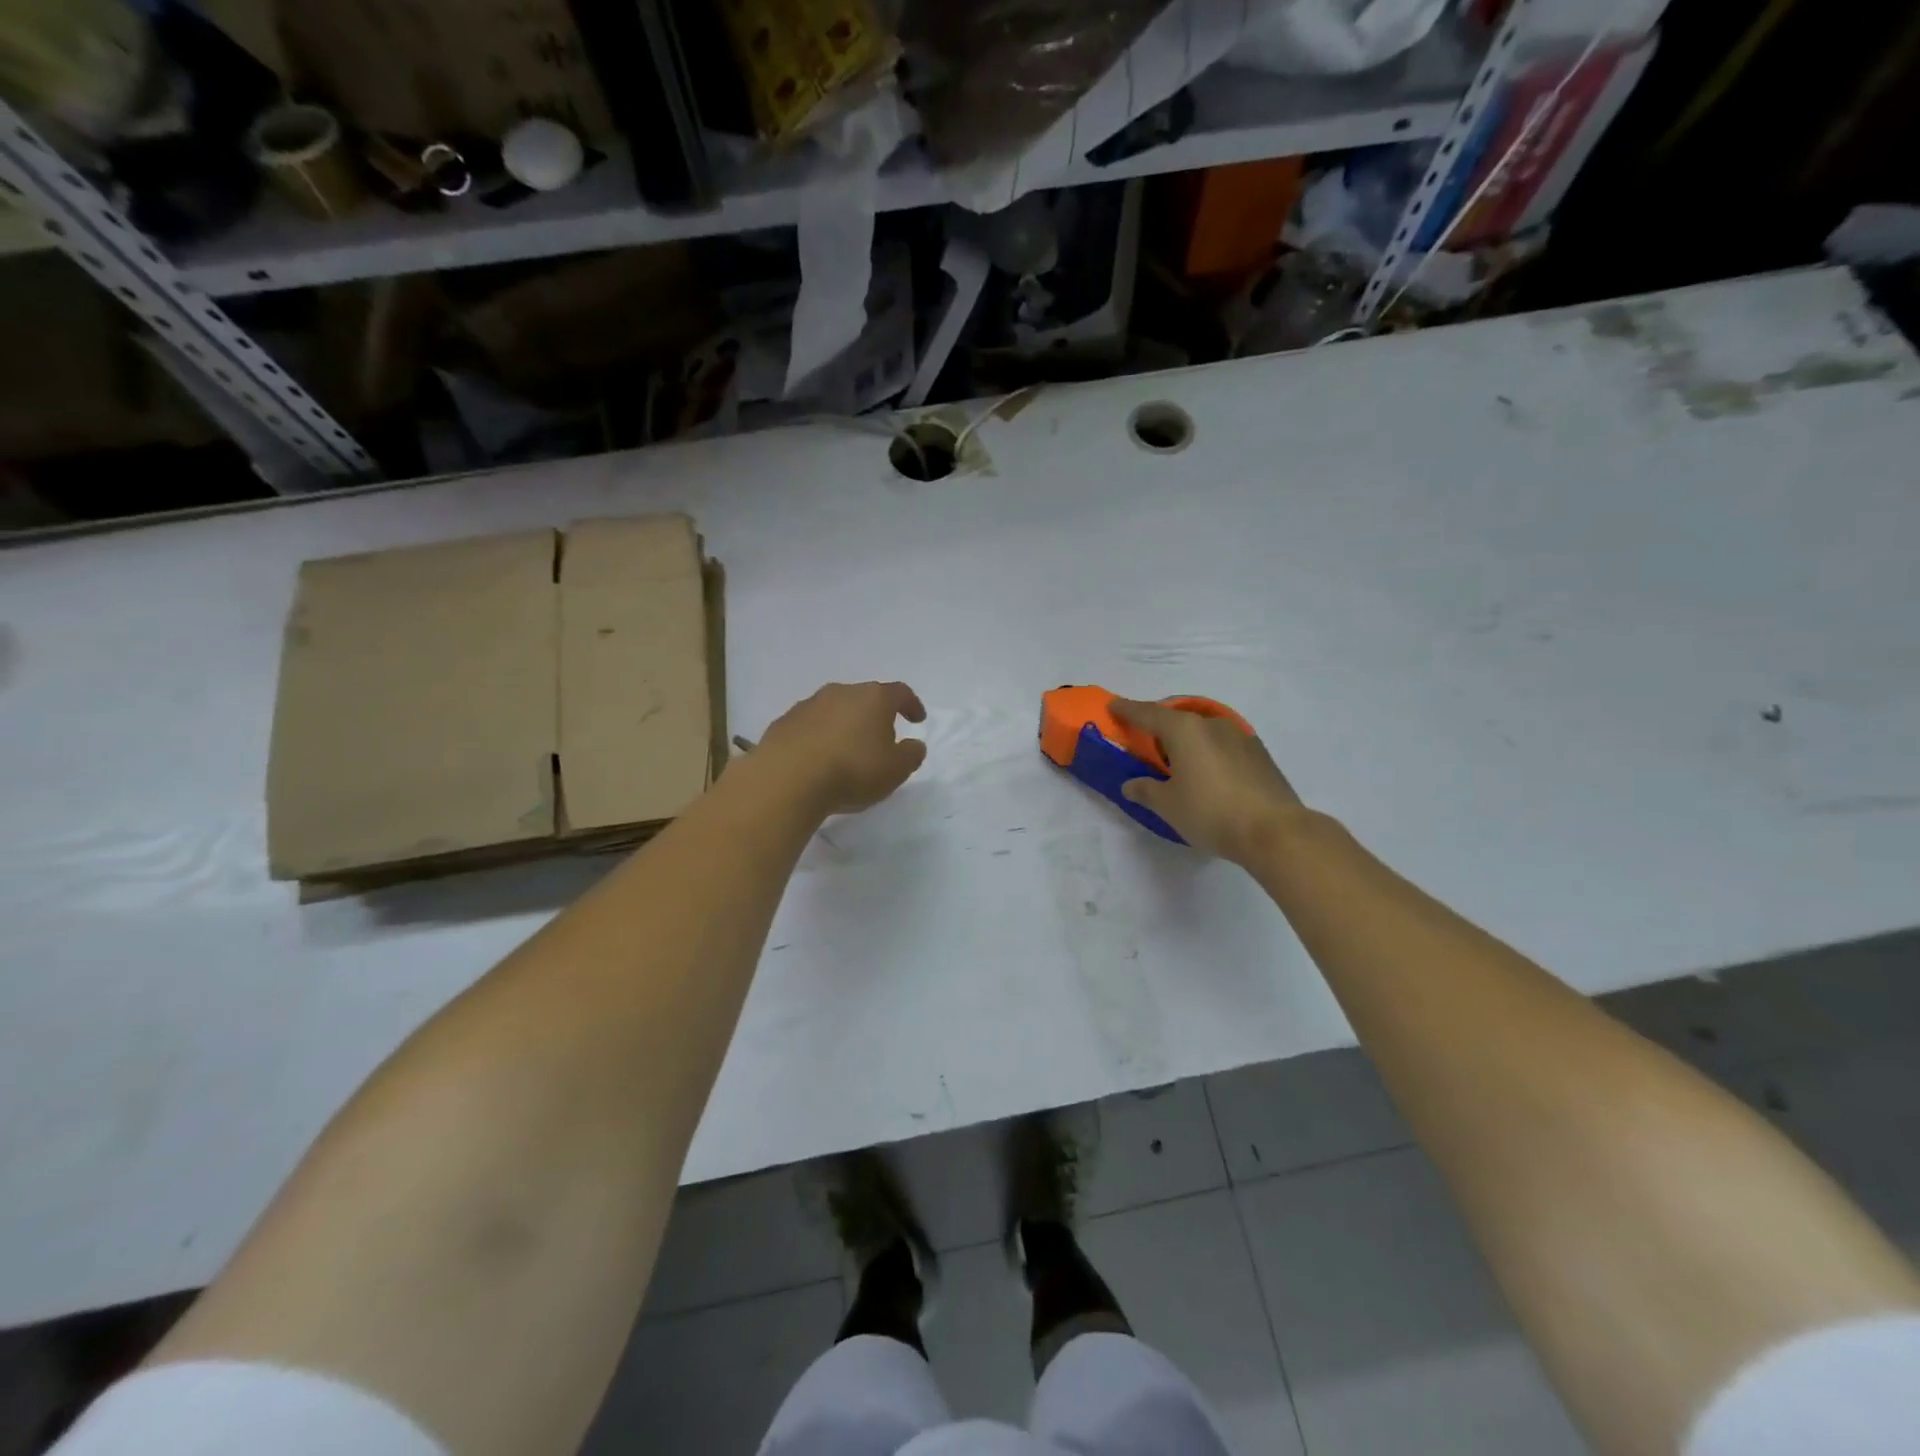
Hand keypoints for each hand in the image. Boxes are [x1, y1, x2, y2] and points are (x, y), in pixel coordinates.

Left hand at [755, 682, 928, 817]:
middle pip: (864, 698)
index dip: (911, 705)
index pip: (899, 693)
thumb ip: (911, 755)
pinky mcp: (783, 723)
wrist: (787, 780)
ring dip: (844, 725)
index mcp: (873, 698)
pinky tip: (818, 759)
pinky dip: (819, 737)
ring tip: (847, 751)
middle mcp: (841, 692)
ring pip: (835, 710)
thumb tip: (913, 744)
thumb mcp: (895, 770)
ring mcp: (808, 705)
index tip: (918, 719)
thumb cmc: (852, 771)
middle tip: (881, 739)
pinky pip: (810, 726)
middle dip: (875, 715)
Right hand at [1110, 699, 1304, 865]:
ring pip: (1204, 732)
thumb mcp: (1168, 805)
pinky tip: (1209, 776)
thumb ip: (1145, 790)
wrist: (1274, 831)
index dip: (1127, 710)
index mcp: (1184, 730)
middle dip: (1160, 728)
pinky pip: (1223, 746)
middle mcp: (1212, 724)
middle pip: (1178, 720)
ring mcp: (1241, 737)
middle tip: (1146, 744)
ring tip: (1179, 765)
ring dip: (1188, 743)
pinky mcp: (1260, 755)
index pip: (1148, 714)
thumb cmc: (1210, 812)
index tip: (1113, 705)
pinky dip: (1209, 754)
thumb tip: (1130, 785)